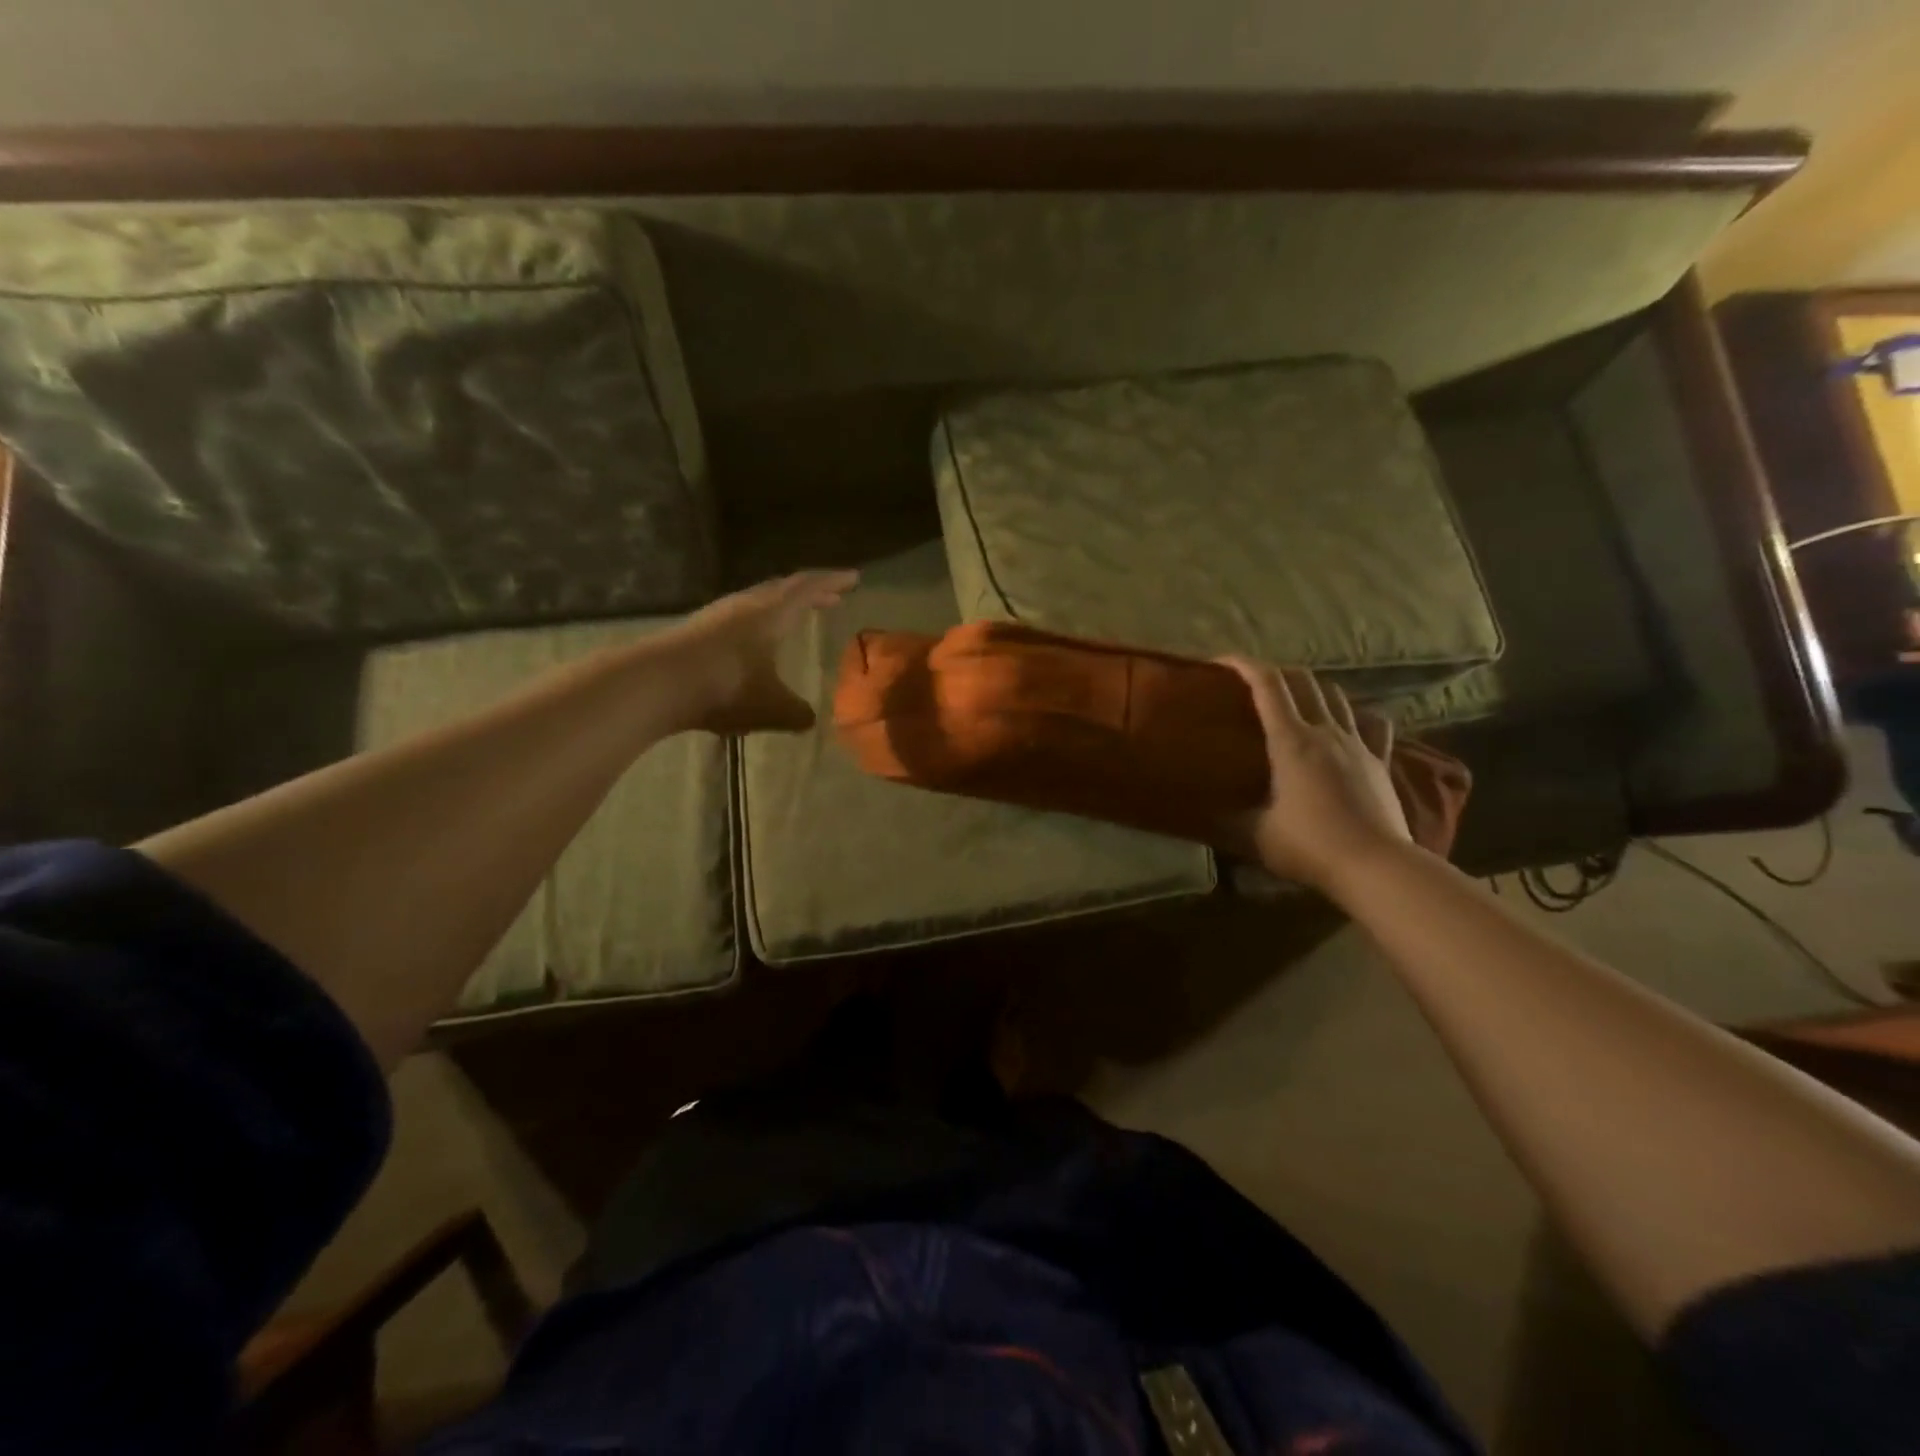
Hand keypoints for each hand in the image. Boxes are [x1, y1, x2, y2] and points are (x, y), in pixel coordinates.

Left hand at [666, 570, 858, 733]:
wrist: (656, 683)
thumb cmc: (725, 688)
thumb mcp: (771, 707)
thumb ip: (797, 713)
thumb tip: (810, 719)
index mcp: (772, 614)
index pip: (809, 589)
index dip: (833, 582)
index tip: (854, 578)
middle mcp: (746, 606)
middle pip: (783, 589)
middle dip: (810, 592)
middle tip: (830, 597)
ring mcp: (717, 616)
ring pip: (758, 601)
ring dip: (781, 606)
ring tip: (793, 617)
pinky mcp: (697, 631)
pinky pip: (738, 618)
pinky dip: (758, 622)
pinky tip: (754, 643)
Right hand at [1215, 660, 1412, 892]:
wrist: (1376, 866)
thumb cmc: (1310, 845)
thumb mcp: (1256, 835)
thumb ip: (1227, 819)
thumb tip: (1198, 813)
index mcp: (1291, 740)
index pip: (1267, 685)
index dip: (1243, 665)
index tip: (1221, 661)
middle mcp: (1325, 731)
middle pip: (1302, 681)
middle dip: (1274, 671)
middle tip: (1252, 682)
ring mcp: (1357, 744)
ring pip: (1336, 696)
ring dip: (1312, 687)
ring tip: (1294, 698)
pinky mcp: (1380, 761)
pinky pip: (1371, 724)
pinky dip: (1355, 714)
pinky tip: (1348, 721)